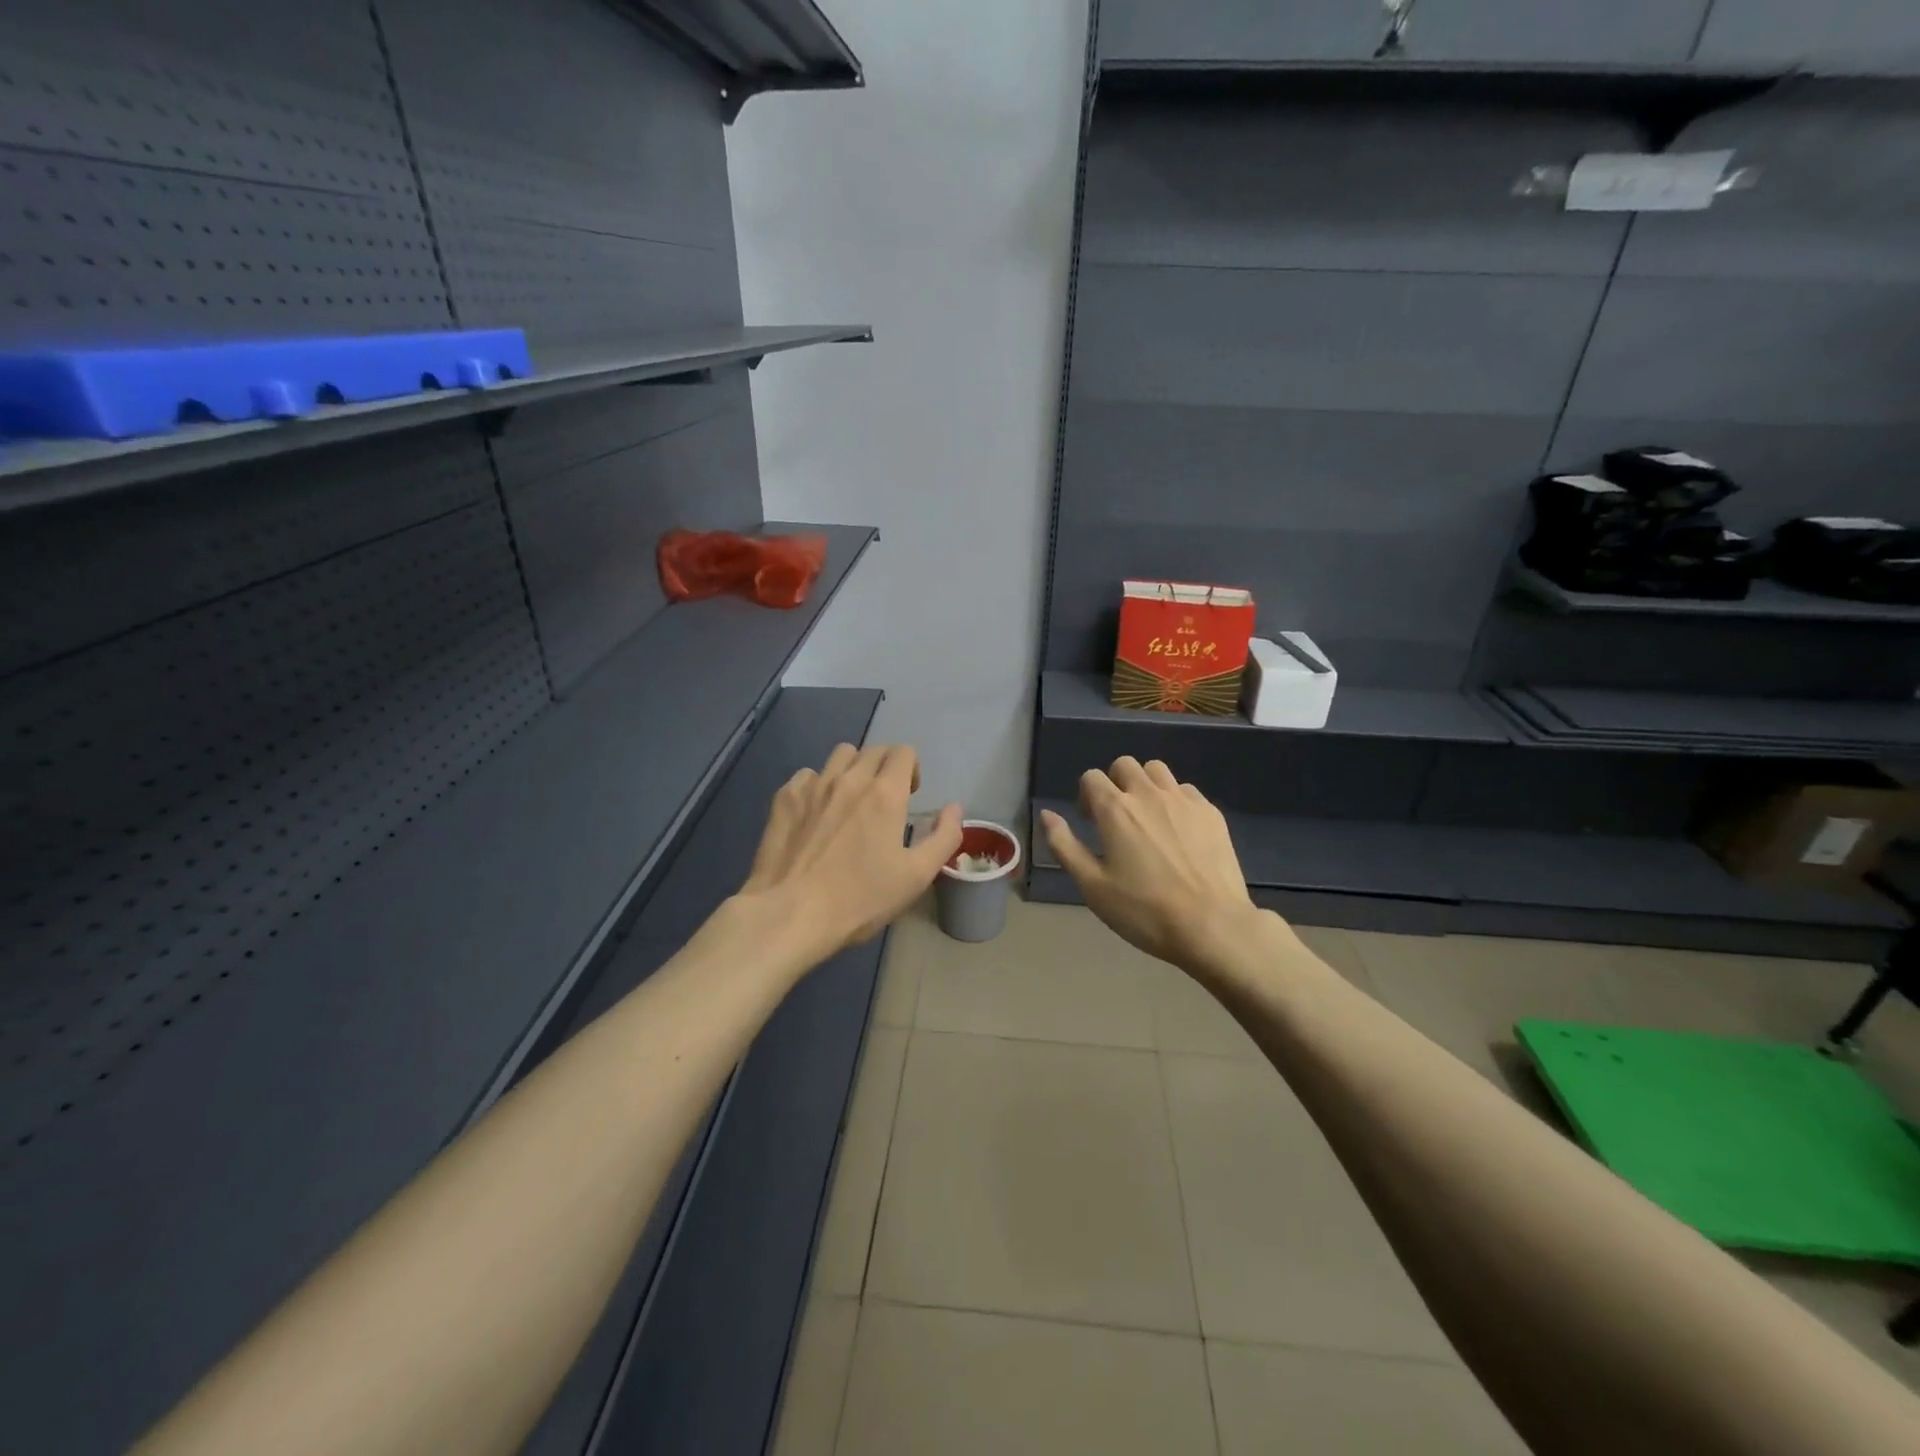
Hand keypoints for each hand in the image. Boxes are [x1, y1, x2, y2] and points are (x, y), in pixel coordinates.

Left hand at [739, 743, 962, 965]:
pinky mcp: (785, 798)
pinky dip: (818, 784)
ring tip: (850, 800)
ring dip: (853, 769)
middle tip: (884, 800)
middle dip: (885, 767)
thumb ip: (944, 837)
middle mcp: (850, 778)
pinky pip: (808, 775)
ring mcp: (813, 785)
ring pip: (840, 755)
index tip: (909, 796)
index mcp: (885, 793)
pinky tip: (817, 812)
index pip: (903, 752)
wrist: (790, 913)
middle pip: (873, 750)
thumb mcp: (917, 876)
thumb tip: (954, 808)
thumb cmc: (860, 898)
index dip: (911, 769)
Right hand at [1040, 757, 1263, 975]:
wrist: (1212, 926)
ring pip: (1157, 770)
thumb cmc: (1144, 911)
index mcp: (1115, 809)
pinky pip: (1186, 790)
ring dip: (1145, 784)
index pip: (1091, 777)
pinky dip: (1175, 800)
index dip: (1085, 795)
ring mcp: (1183, 800)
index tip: (1090, 822)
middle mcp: (1148, 794)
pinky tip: (1178, 831)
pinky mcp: (1211, 813)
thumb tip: (1046, 814)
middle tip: (1117, 817)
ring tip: (1148, 817)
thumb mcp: (1092, 885)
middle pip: (1125, 765)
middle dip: (1115, 783)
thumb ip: (1064, 845)